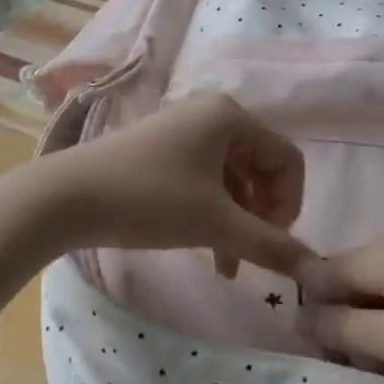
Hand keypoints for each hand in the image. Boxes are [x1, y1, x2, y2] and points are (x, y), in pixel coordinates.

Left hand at [41, 93, 311, 276]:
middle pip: (261, 167)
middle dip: (263, 215)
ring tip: (229, 265)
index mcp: (231, 116)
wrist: (66, 197)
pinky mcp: (163, 150)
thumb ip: (270, 245)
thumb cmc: (149, 199)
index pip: (287, 158)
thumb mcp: (215, 223)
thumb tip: (318, 270)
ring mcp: (185, 130)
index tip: (275, 243)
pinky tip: (211, 252)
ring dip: (238, 220)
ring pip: (233, 178)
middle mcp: (211, 113)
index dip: (290, 204)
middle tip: (254, 253)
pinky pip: (206, 179)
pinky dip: (214, 213)